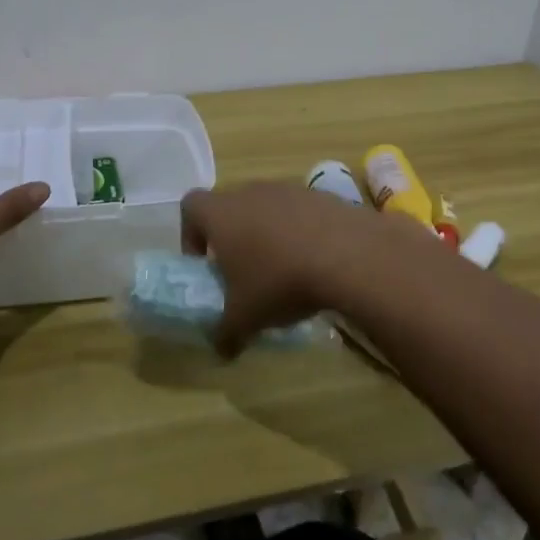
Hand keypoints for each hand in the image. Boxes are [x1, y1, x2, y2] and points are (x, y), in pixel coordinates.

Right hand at [180, 183, 388, 356]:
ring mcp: (288, 189)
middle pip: (231, 207)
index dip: (191, 234)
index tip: (205, 264)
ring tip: (284, 271)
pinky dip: (302, 233)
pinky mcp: (322, 195)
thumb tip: (222, 350)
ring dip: (269, 234)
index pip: (191, 206)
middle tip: (244, 273)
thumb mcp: (245, 318)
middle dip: (233, 238)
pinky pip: (301, 213)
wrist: (348, 255)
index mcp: (221, 214)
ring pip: (267, 208)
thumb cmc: (279, 281)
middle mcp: (250, 192)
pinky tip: (316, 263)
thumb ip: (226, 333)